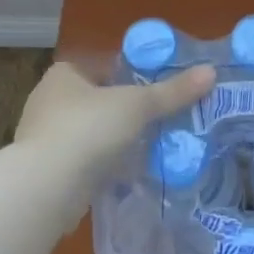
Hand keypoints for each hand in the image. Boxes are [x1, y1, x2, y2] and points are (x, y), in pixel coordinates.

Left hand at [15, 60, 215, 195]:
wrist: (45, 188)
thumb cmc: (89, 129)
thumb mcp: (138, 105)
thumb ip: (173, 91)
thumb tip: (211, 72)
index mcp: (64, 74)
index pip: (100, 66)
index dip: (127, 74)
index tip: (152, 88)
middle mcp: (47, 101)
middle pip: (95, 99)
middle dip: (122, 110)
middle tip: (154, 118)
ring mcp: (42, 138)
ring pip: (87, 132)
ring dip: (111, 140)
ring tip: (144, 147)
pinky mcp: (44, 172)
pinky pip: (81, 161)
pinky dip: (100, 165)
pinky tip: (123, 174)